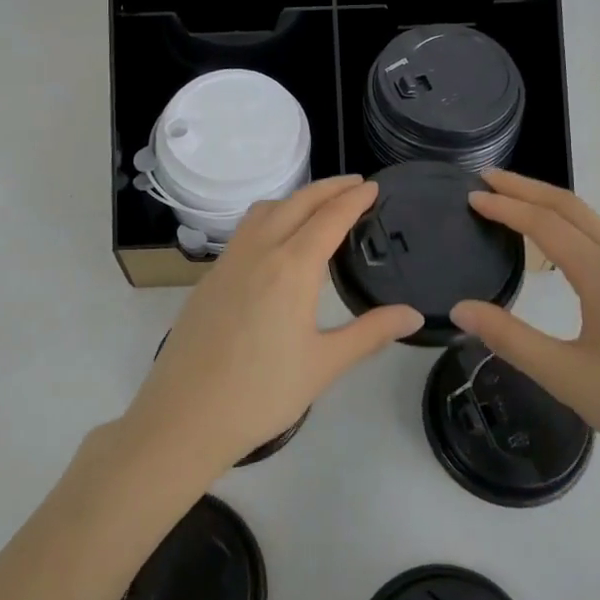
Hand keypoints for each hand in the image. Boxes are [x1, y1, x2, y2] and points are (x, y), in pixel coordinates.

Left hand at [121, 176, 422, 481]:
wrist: (185, 416)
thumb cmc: (262, 393)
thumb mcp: (325, 364)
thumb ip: (371, 333)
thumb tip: (413, 315)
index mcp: (292, 268)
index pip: (329, 218)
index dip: (354, 199)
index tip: (374, 186)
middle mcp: (259, 252)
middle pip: (297, 203)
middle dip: (328, 188)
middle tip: (355, 184)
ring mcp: (229, 261)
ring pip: (265, 210)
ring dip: (296, 198)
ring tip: (318, 205)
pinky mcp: (210, 277)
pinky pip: (245, 230)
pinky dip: (270, 216)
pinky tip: (277, 239)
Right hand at [449, 170, 599, 489]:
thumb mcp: (566, 377)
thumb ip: (509, 338)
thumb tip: (461, 308)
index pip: (546, 224)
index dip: (506, 206)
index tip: (471, 195)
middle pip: (572, 208)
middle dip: (527, 188)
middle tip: (486, 179)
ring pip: (593, 222)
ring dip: (550, 205)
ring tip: (513, 203)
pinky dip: (572, 227)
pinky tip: (558, 245)